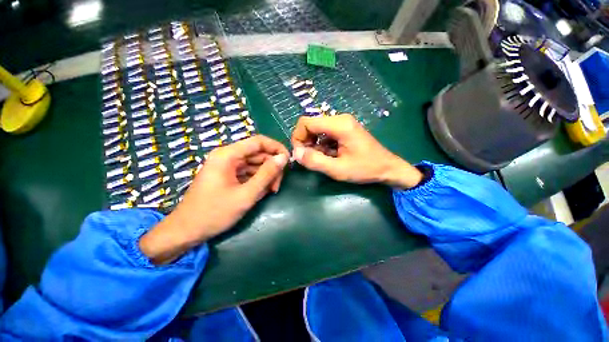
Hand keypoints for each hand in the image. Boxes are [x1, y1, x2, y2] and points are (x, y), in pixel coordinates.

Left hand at [140, 135, 288, 263]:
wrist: (186, 231)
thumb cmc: (214, 213)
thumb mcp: (246, 195)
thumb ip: (267, 174)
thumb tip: (283, 158)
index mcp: (228, 155)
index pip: (259, 141)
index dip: (276, 148)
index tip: (289, 162)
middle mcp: (227, 156)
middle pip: (258, 154)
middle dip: (272, 167)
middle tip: (277, 186)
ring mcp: (227, 166)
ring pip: (255, 164)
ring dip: (266, 176)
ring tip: (270, 191)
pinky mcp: (228, 175)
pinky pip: (249, 172)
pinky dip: (258, 180)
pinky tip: (260, 193)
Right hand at [291, 114, 422, 188]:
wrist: (388, 168)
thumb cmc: (365, 169)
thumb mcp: (338, 169)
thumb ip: (315, 161)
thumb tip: (296, 153)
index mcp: (339, 124)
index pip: (306, 122)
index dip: (298, 137)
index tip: (300, 154)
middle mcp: (340, 119)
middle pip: (311, 125)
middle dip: (305, 142)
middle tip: (310, 159)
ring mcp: (343, 124)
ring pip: (317, 130)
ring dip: (314, 145)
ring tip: (323, 159)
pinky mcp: (344, 130)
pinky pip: (325, 134)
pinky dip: (322, 145)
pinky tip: (330, 156)